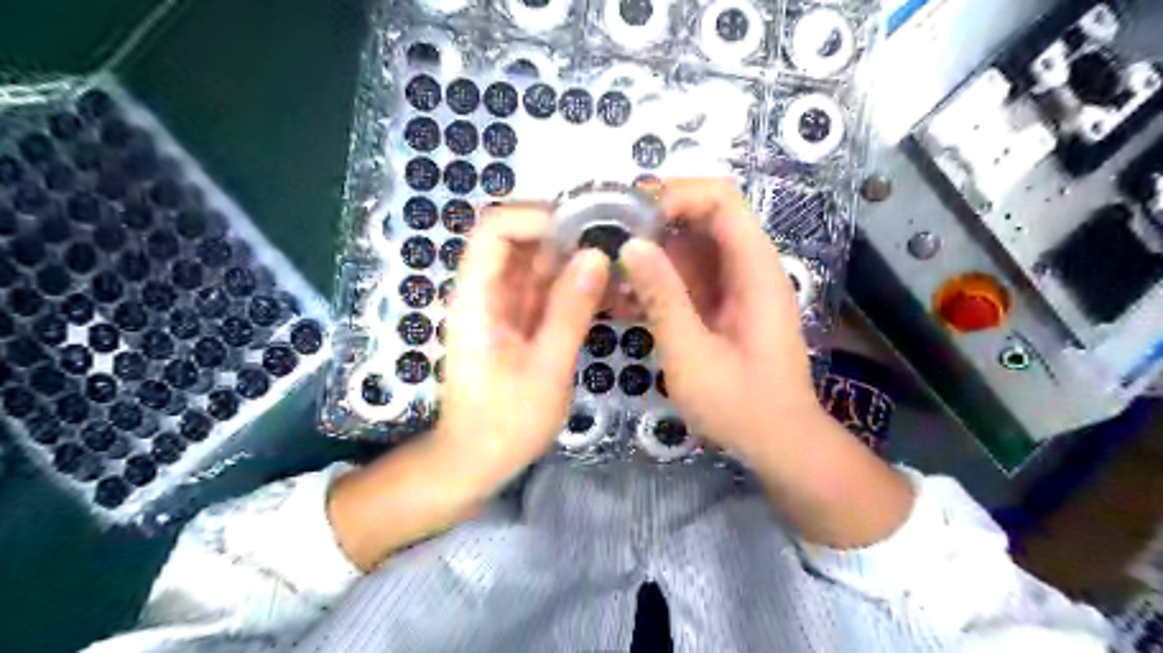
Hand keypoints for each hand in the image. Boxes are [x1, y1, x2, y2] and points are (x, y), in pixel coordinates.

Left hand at [329, 203, 609, 572]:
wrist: (476, 461)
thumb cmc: (504, 422)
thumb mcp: (546, 368)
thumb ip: (570, 310)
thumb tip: (596, 255)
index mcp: (478, 296)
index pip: (495, 229)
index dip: (535, 216)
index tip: (584, 229)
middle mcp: (487, 292)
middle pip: (520, 240)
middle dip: (566, 236)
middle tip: (615, 245)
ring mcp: (504, 307)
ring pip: (538, 265)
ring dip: (576, 262)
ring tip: (620, 268)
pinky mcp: (520, 323)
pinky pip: (548, 291)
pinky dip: (576, 288)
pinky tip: (610, 295)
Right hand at [616, 177, 816, 456]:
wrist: (779, 443)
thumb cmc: (741, 405)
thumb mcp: (693, 355)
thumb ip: (663, 298)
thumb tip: (630, 246)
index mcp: (754, 270)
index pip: (722, 200)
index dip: (677, 194)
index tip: (631, 213)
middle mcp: (748, 267)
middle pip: (703, 217)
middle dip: (654, 220)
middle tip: (606, 235)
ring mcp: (735, 286)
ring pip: (690, 247)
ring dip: (651, 252)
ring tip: (606, 266)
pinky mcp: (722, 305)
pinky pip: (687, 277)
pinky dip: (656, 280)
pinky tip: (623, 297)